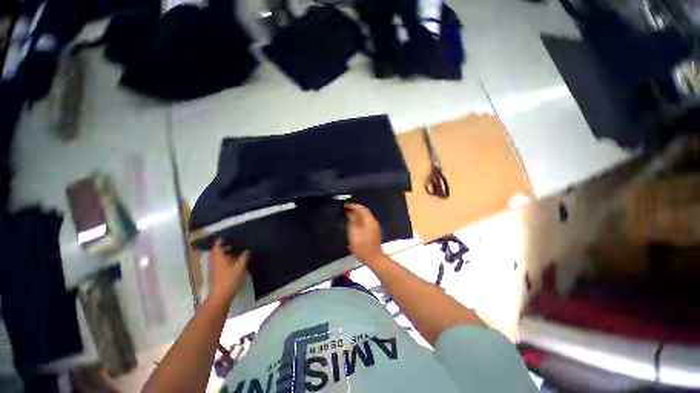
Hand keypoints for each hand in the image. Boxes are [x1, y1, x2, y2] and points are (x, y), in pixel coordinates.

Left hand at [209, 239, 249, 302]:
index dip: (220, 241)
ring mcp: (216, 269)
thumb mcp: (240, 267)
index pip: (217, 246)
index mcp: (219, 258)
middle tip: (235, 243)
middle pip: (218, 252)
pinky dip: (228, 260)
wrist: (221, 296)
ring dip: (227, 254)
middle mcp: (216, 262)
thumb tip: (247, 250)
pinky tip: (236, 262)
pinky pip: (222, 263)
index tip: (226, 236)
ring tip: (238, 251)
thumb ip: (244, 257)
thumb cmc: (230, 279)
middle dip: (225, 247)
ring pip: (220, 258)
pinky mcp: (219, 275)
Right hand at [345, 203, 384, 262]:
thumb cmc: (362, 247)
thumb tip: (350, 213)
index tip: (345, 206)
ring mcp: (375, 227)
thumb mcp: (353, 234)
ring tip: (348, 216)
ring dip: (357, 215)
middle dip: (355, 210)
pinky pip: (366, 221)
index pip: (362, 209)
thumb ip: (352, 222)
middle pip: (364, 212)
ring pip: (365, 217)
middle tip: (345, 210)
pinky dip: (360, 220)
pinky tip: (354, 224)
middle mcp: (373, 222)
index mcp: (369, 221)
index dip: (353, 206)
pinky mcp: (374, 231)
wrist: (374, 258)